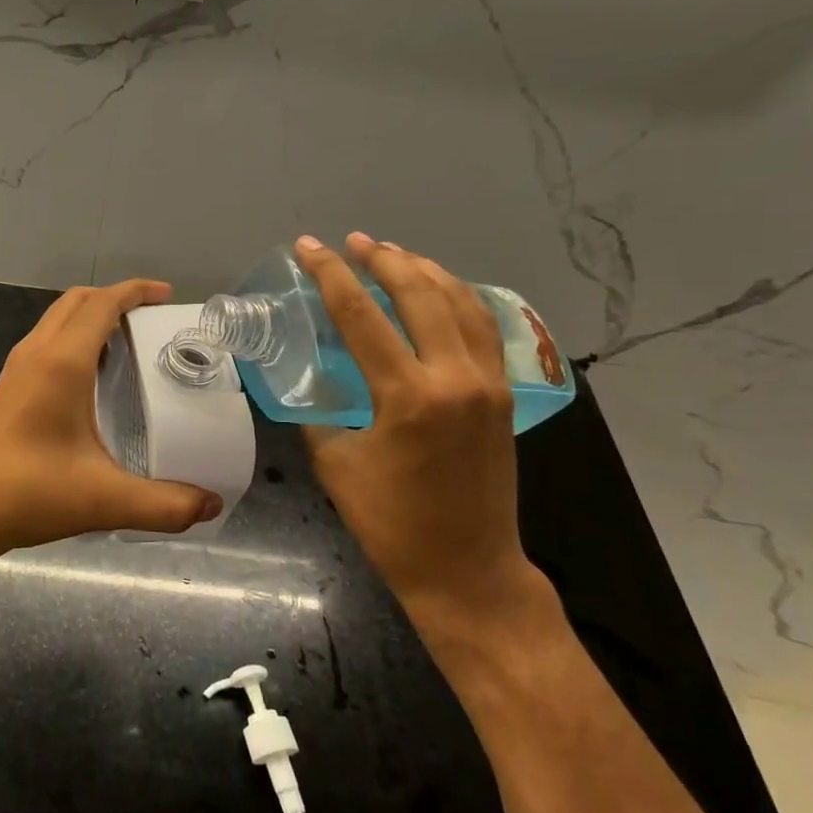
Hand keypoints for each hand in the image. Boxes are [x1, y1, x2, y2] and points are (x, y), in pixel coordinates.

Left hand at [0, 279, 220, 557]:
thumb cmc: (30, 494)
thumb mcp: (106, 501)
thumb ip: (165, 505)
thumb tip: (211, 505)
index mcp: (61, 363)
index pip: (101, 304)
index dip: (135, 291)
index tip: (166, 295)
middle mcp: (36, 353)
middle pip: (77, 301)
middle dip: (115, 298)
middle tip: (152, 318)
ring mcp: (17, 368)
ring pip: (57, 319)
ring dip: (91, 316)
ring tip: (128, 342)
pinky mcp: (8, 387)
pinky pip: (46, 341)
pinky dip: (73, 337)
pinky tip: (92, 377)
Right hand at [296, 233, 540, 631]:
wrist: (466, 569)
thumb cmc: (391, 523)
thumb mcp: (336, 464)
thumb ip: (320, 412)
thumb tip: (309, 382)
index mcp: (407, 396)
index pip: (361, 314)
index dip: (330, 274)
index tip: (310, 247)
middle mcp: (454, 377)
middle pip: (418, 294)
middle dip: (382, 259)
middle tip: (352, 242)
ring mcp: (487, 383)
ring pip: (460, 302)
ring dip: (424, 271)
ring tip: (394, 253)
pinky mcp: (503, 395)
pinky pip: (483, 328)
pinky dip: (459, 298)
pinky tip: (440, 291)